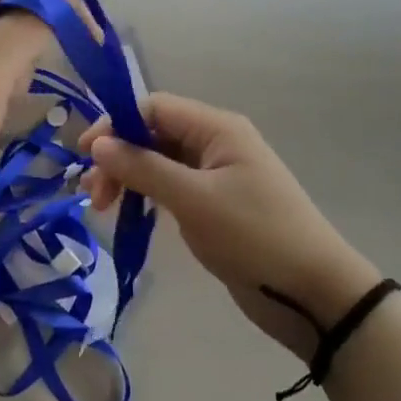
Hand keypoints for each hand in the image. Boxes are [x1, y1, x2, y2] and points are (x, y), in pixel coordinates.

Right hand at [82, 95, 380, 361]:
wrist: (314, 293)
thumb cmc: (254, 236)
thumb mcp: (193, 200)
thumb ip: (143, 167)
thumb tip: (98, 144)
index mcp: (216, 127)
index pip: (154, 107)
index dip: (116, 124)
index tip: (86, 155)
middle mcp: (215, 142)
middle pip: (154, 133)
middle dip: (119, 156)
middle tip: (92, 193)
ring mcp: (217, 173)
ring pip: (160, 160)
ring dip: (129, 176)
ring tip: (103, 206)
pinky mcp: (216, 203)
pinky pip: (173, 185)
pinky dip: (148, 194)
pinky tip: (130, 212)